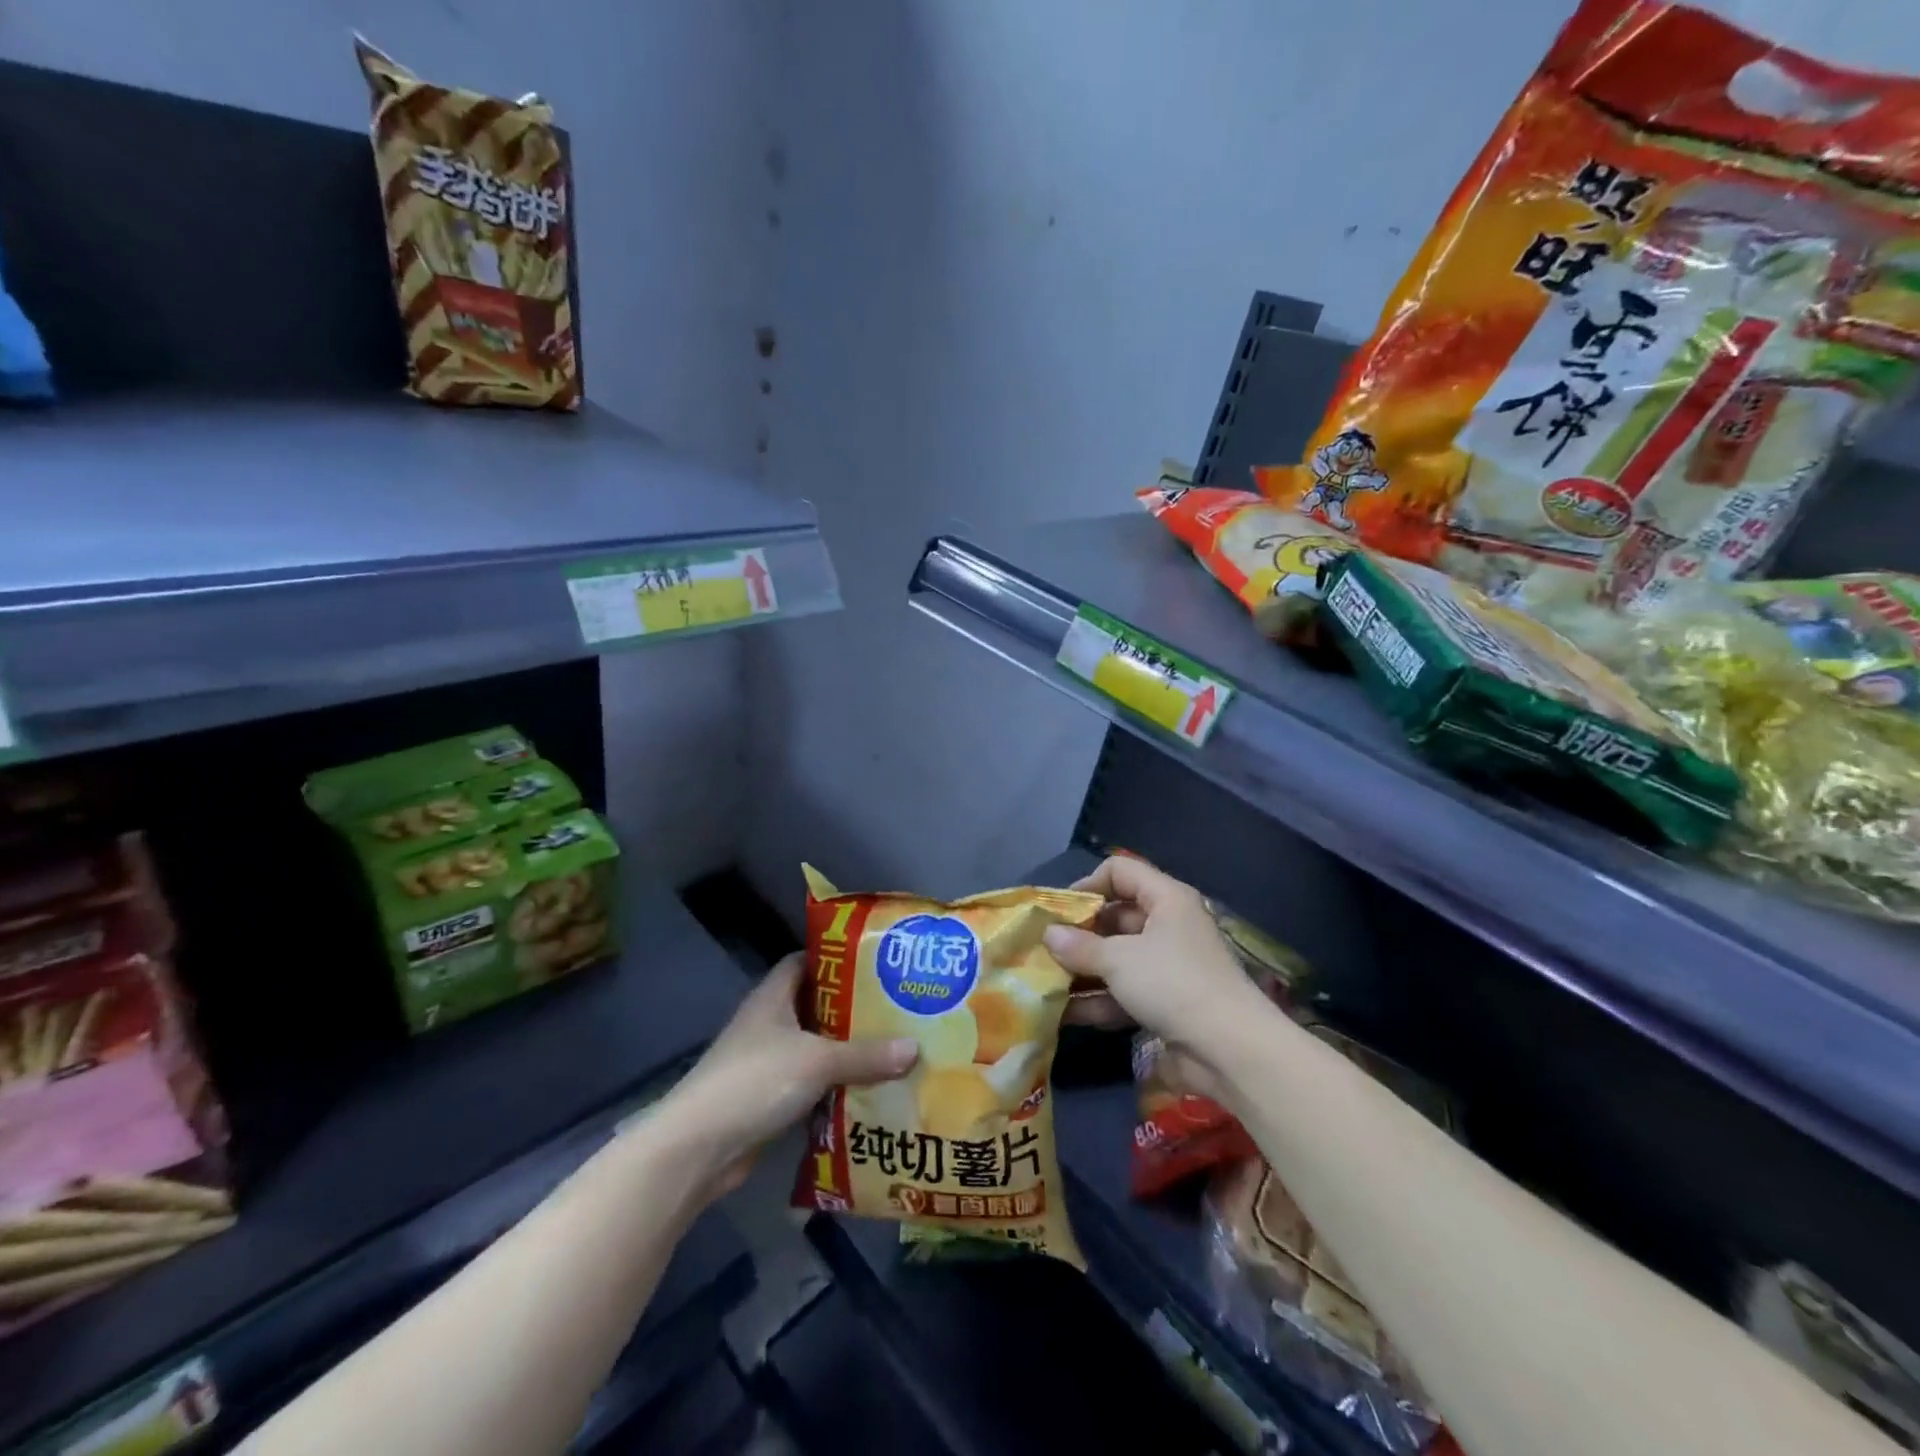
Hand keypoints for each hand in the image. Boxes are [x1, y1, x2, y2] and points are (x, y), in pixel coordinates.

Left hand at [662, 953, 917, 1198]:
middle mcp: (768, 1023)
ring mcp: (766, 1062)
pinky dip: (834, 1086)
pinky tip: (868, 1090)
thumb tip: (915, 1048)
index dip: (836, 959)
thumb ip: (866, 1055)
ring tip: (892, 1047)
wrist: (698, 1148)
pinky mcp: (768, 1098)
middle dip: (852, 1008)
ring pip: (814, 1047)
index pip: (805, 962)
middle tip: (897, 1007)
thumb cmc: (755, 1081)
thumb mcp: (817, 1061)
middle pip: (815, 1005)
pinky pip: (810, 1083)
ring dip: (846, 1051)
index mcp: (773, 996)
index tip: (875, 962)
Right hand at [1043, 857, 1267, 1086]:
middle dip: (1079, 933)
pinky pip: (1125, 991)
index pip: (1120, 871)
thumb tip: (1049, 936)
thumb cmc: (1173, 984)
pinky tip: (1066, 1013)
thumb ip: (1080, 946)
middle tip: (1044, 949)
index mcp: (1166, 899)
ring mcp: (1168, 966)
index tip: (1058, 910)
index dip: (1088, 884)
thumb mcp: (1119, 959)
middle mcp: (1168, 925)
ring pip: (1118, 958)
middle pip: (1116, 917)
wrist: (1230, 1051)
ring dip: (1084, 970)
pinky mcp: (1167, 1002)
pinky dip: (1100, 1000)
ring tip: (1046, 982)